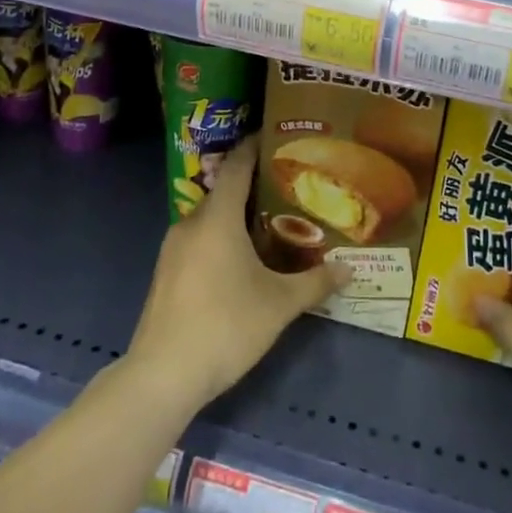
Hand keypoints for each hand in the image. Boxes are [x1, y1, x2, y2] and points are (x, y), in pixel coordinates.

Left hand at [127, 136, 348, 408]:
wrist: (162, 376)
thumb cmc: (225, 326)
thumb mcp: (279, 305)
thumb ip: (316, 283)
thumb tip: (349, 269)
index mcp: (217, 218)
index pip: (237, 166)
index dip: (256, 146)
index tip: (277, 136)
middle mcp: (191, 223)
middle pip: (224, 192)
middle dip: (254, 187)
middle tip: (289, 190)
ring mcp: (172, 249)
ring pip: (210, 219)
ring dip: (237, 217)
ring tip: (271, 225)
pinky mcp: (165, 274)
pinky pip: (198, 240)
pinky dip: (220, 239)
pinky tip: (241, 261)